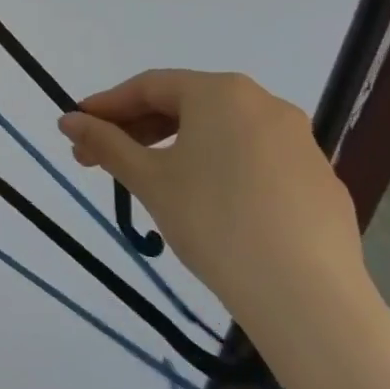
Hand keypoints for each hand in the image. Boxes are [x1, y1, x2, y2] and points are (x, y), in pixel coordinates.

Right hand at [57, 70, 361, 331]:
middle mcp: (264, 104)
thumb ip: (106, 143)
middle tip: (104, 160)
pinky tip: (211, 207)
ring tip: (152, 182)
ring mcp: (300, 143)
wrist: (310, 301)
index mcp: (221, 92)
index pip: (149, 87)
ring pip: (223, 133)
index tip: (78, 127)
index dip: (107, 106)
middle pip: (187, 106)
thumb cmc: (215, 222)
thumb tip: (68, 121)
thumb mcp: (149, 180)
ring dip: (179, 149)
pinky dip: (223, 171)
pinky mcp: (322, 183)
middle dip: (140, 130)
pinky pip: (257, 163)